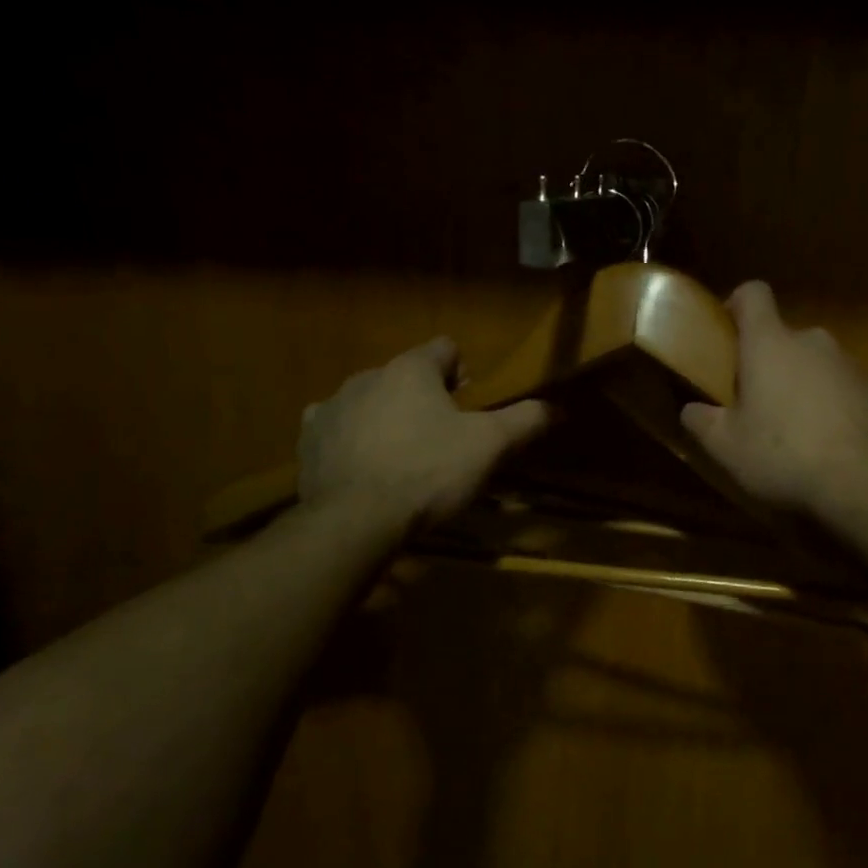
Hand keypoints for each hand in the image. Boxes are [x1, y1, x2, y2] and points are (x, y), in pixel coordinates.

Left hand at [298, 338, 549, 527]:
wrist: (356, 519)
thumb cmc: (429, 472)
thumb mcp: (490, 446)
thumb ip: (525, 421)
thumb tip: (557, 407)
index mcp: (411, 370)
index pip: (444, 349)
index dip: (463, 371)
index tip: (471, 402)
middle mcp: (367, 376)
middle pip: (406, 375)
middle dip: (426, 398)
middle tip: (444, 436)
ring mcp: (331, 407)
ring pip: (370, 400)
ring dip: (388, 417)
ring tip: (405, 455)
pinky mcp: (309, 440)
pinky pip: (337, 428)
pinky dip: (354, 439)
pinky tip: (367, 466)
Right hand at [681, 281, 867, 514]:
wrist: (863, 480)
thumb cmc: (783, 454)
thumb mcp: (726, 447)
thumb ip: (701, 421)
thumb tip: (691, 410)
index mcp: (770, 343)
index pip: (753, 294)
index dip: (737, 306)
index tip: (727, 335)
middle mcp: (812, 340)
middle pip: (783, 338)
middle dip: (768, 364)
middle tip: (754, 404)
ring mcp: (849, 363)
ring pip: (814, 365)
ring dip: (801, 386)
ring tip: (794, 432)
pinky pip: (843, 388)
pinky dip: (831, 406)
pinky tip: (827, 444)